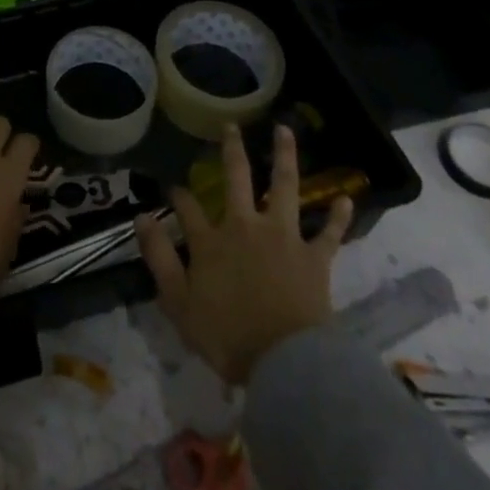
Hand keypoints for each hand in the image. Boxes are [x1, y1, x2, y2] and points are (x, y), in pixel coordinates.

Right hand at [137, 122, 353, 384]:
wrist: (285, 363)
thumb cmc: (228, 338)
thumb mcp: (178, 303)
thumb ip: (159, 258)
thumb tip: (141, 217)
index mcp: (211, 241)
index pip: (188, 208)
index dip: (179, 195)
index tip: (174, 187)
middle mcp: (245, 226)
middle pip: (236, 178)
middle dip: (231, 150)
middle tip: (231, 126)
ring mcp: (283, 237)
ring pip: (284, 187)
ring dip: (284, 157)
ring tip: (285, 130)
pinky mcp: (314, 258)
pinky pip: (330, 234)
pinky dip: (339, 217)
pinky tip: (348, 198)